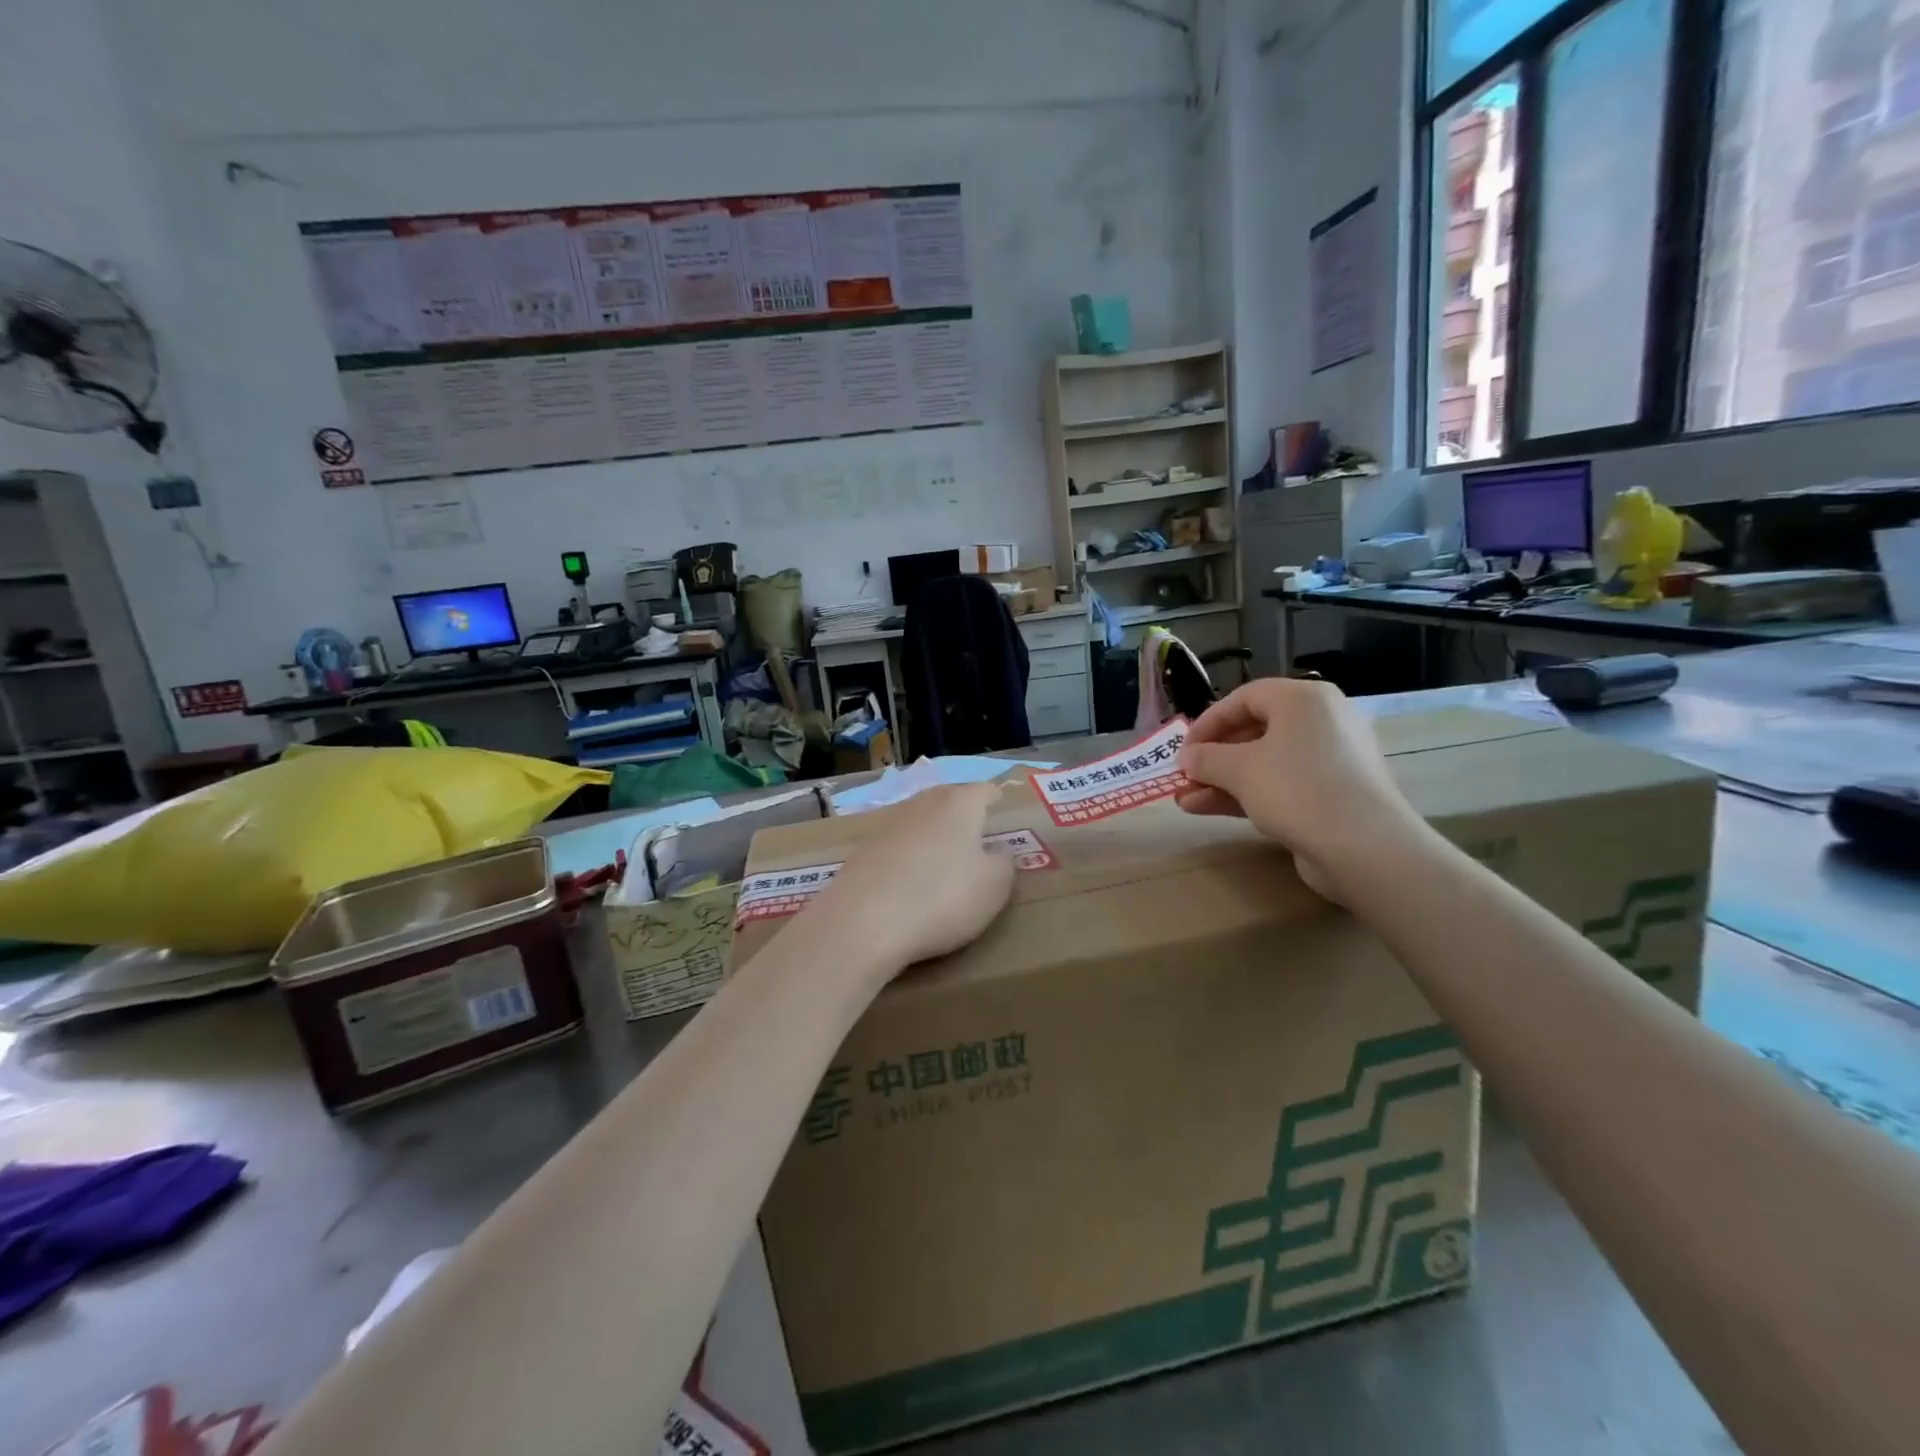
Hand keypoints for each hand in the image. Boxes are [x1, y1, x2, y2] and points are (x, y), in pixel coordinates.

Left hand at [806, 783, 1015, 976]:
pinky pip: (895, 847)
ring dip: (932, 836)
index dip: (996, 802)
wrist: (863, 922)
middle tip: (976, 838)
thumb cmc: (942, 897)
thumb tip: (998, 851)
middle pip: (948, 800)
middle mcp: (922, 803)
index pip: (985, 791)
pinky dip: (906, 859)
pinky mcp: (862, 850)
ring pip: (919, 821)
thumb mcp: (994, 887)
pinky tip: (908, 883)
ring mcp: (887, 824)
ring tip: (942, 862)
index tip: (1002, 816)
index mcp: (959, 803)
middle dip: (963, 815)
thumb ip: (1004, 863)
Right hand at [1176, 679, 1425, 899]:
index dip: (1208, 722)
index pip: (1244, 698)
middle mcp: (1322, 722)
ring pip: (1265, 762)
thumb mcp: (1239, 769)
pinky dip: (1247, 794)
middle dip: (1213, 757)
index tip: (1183, 749)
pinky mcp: (1333, 794)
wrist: (1364, 847)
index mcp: (1304, 700)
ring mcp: (1330, 760)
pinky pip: (1282, 784)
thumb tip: (1188, 758)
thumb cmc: (1296, 789)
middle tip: (1185, 776)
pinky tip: (1209, 809)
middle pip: (1254, 731)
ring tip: (1186, 800)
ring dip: (1223, 780)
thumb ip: (1206, 758)